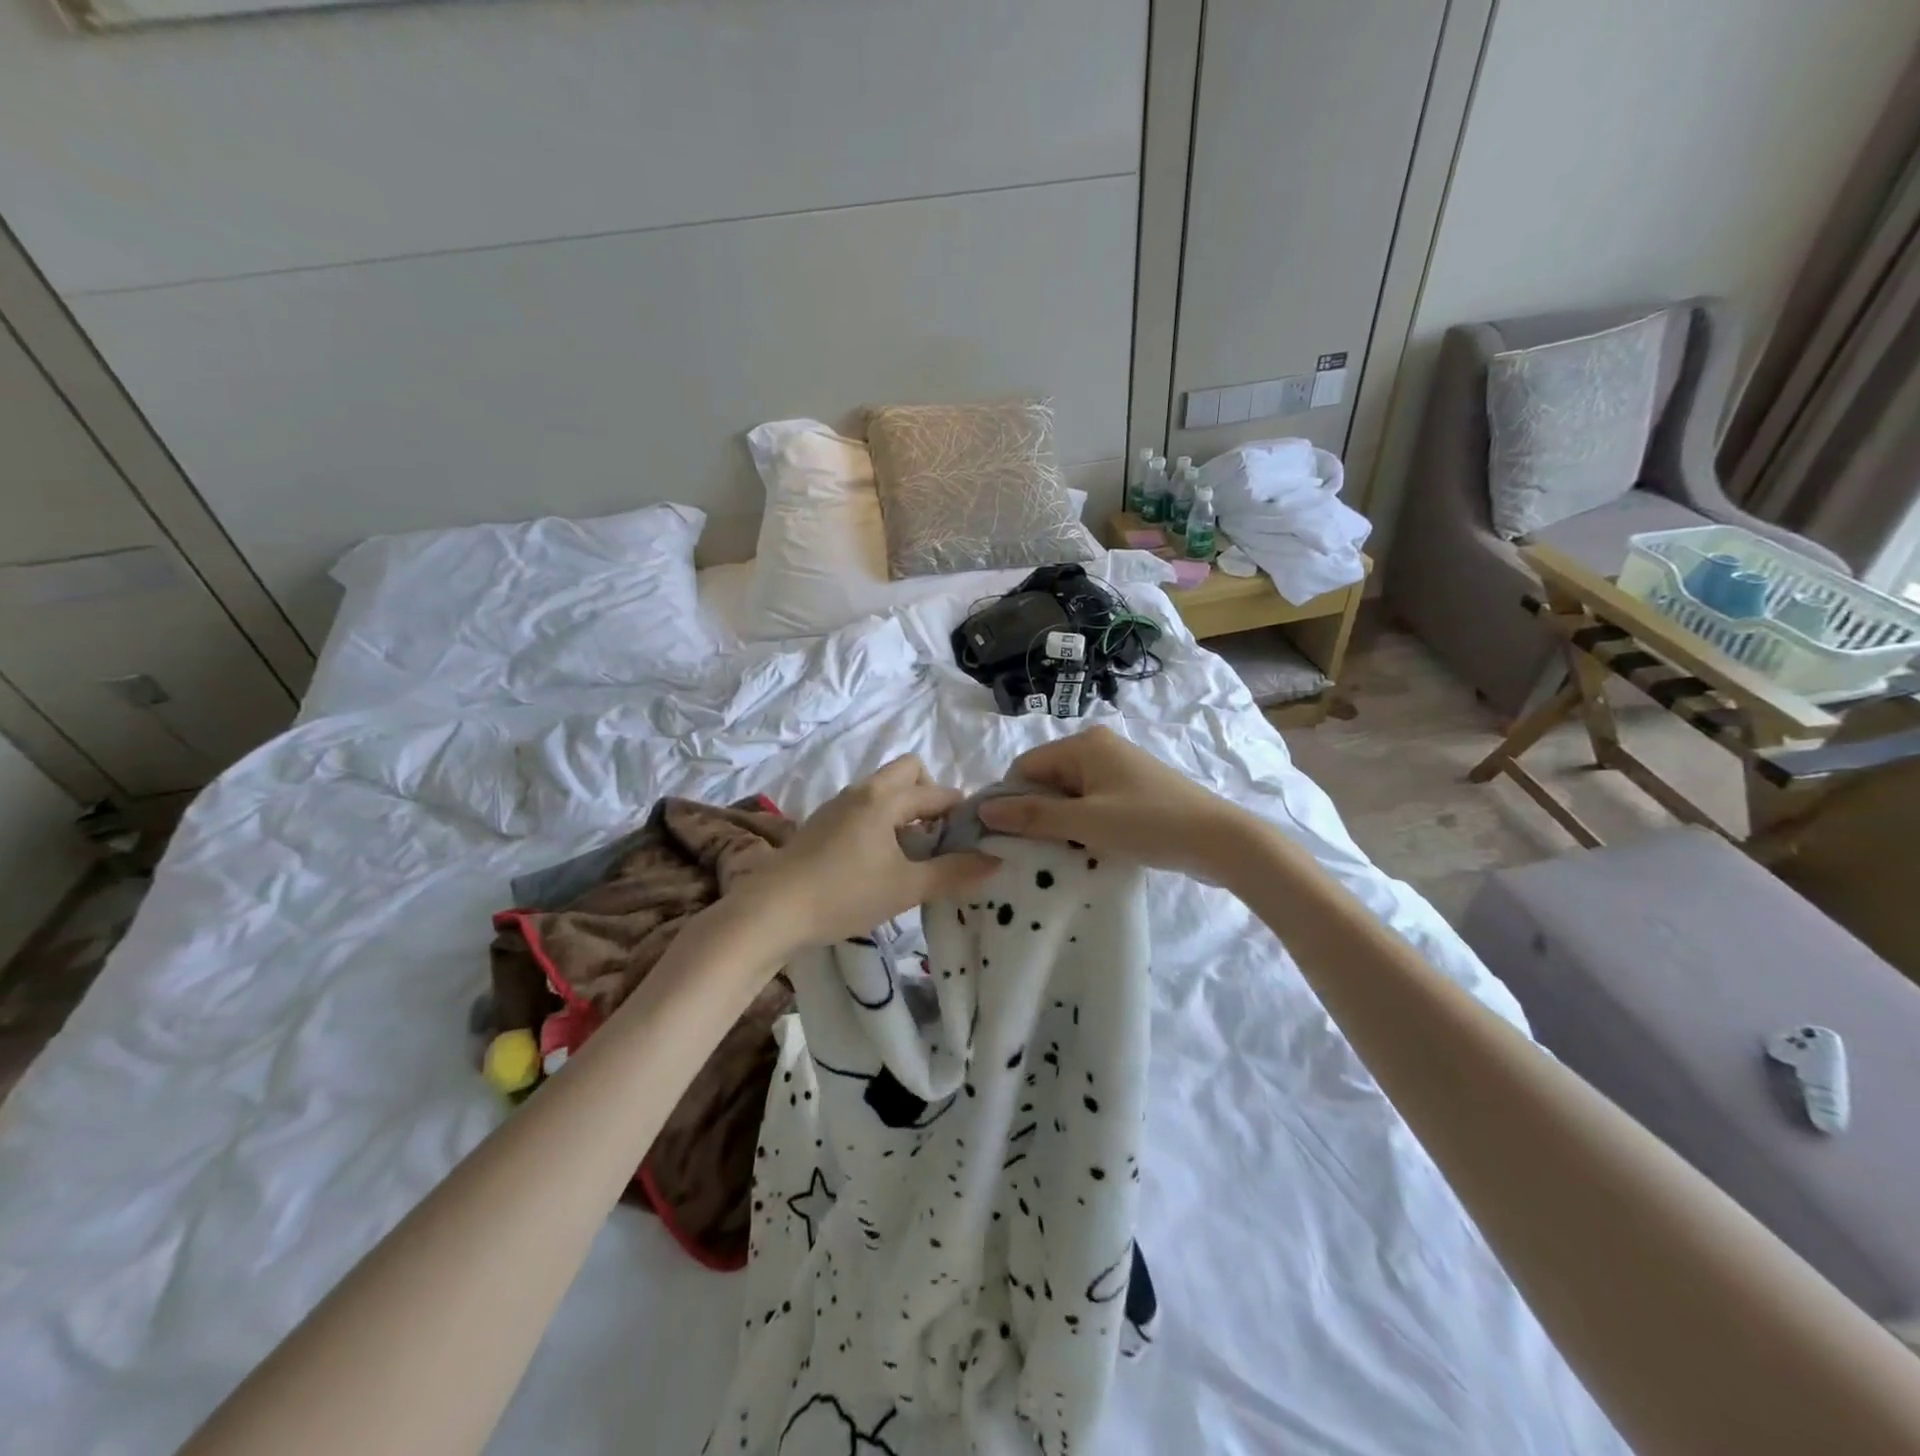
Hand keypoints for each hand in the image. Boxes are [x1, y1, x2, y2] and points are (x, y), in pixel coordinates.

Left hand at [749, 756, 998, 948]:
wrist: (771, 911)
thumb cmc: (844, 894)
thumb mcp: (906, 888)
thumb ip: (953, 874)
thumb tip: (995, 861)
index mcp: (884, 799)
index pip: (937, 792)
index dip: (961, 811)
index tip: (975, 839)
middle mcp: (861, 791)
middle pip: (908, 772)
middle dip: (930, 796)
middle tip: (939, 837)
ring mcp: (837, 806)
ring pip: (883, 791)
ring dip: (905, 811)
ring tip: (913, 853)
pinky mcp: (820, 825)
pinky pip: (864, 808)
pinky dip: (881, 822)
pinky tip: (879, 861)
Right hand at [975, 726, 1256, 880]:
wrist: (1219, 840)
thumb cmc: (1148, 824)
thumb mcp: (1085, 822)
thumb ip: (1033, 815)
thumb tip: (985, 810)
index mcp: (1083, 744)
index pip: (1025, 767)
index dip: (1011, 800)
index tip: (1007, 837)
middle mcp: (1098, 746)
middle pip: (1046, 778)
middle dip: (1037, 813)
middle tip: (1034, 850)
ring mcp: (1118, 767)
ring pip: (1069, 793)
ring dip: (1060, 821)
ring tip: (1061, 852)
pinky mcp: (1132, 788)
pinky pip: (1091, 801)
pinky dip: (1083, 822)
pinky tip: (1087, 847)